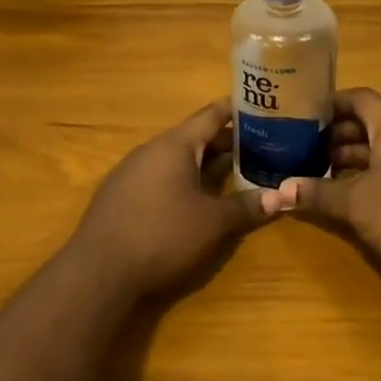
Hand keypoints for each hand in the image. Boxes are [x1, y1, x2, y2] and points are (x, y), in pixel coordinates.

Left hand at [71, 99, 271, 299]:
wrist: (99, 273)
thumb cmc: (162, 235)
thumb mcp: (213, 223)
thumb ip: (247, 207)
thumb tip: (281, 198)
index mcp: (174, 145)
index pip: (211, 115)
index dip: (237, 110)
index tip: (261, 107)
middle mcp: (151, 150)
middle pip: (194, 137)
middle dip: (226, 142)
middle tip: (259, 145)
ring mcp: (131, 173)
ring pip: (176, 159)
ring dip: (204, 163)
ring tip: (234, 170)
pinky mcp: (121, 197)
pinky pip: (160, 177)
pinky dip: (183, 180)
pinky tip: (196, 199)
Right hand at [263, 88, 380, 287]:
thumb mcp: (354, 204)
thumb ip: (316, 194)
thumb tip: (277, 192)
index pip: (361, 98)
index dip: (332, 103)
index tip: (305, 113)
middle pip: (371, 125)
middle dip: (337, 135)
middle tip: (305, 148)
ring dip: (354, 158)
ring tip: (321, 173)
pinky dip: (372, 175)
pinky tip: (353, 196)